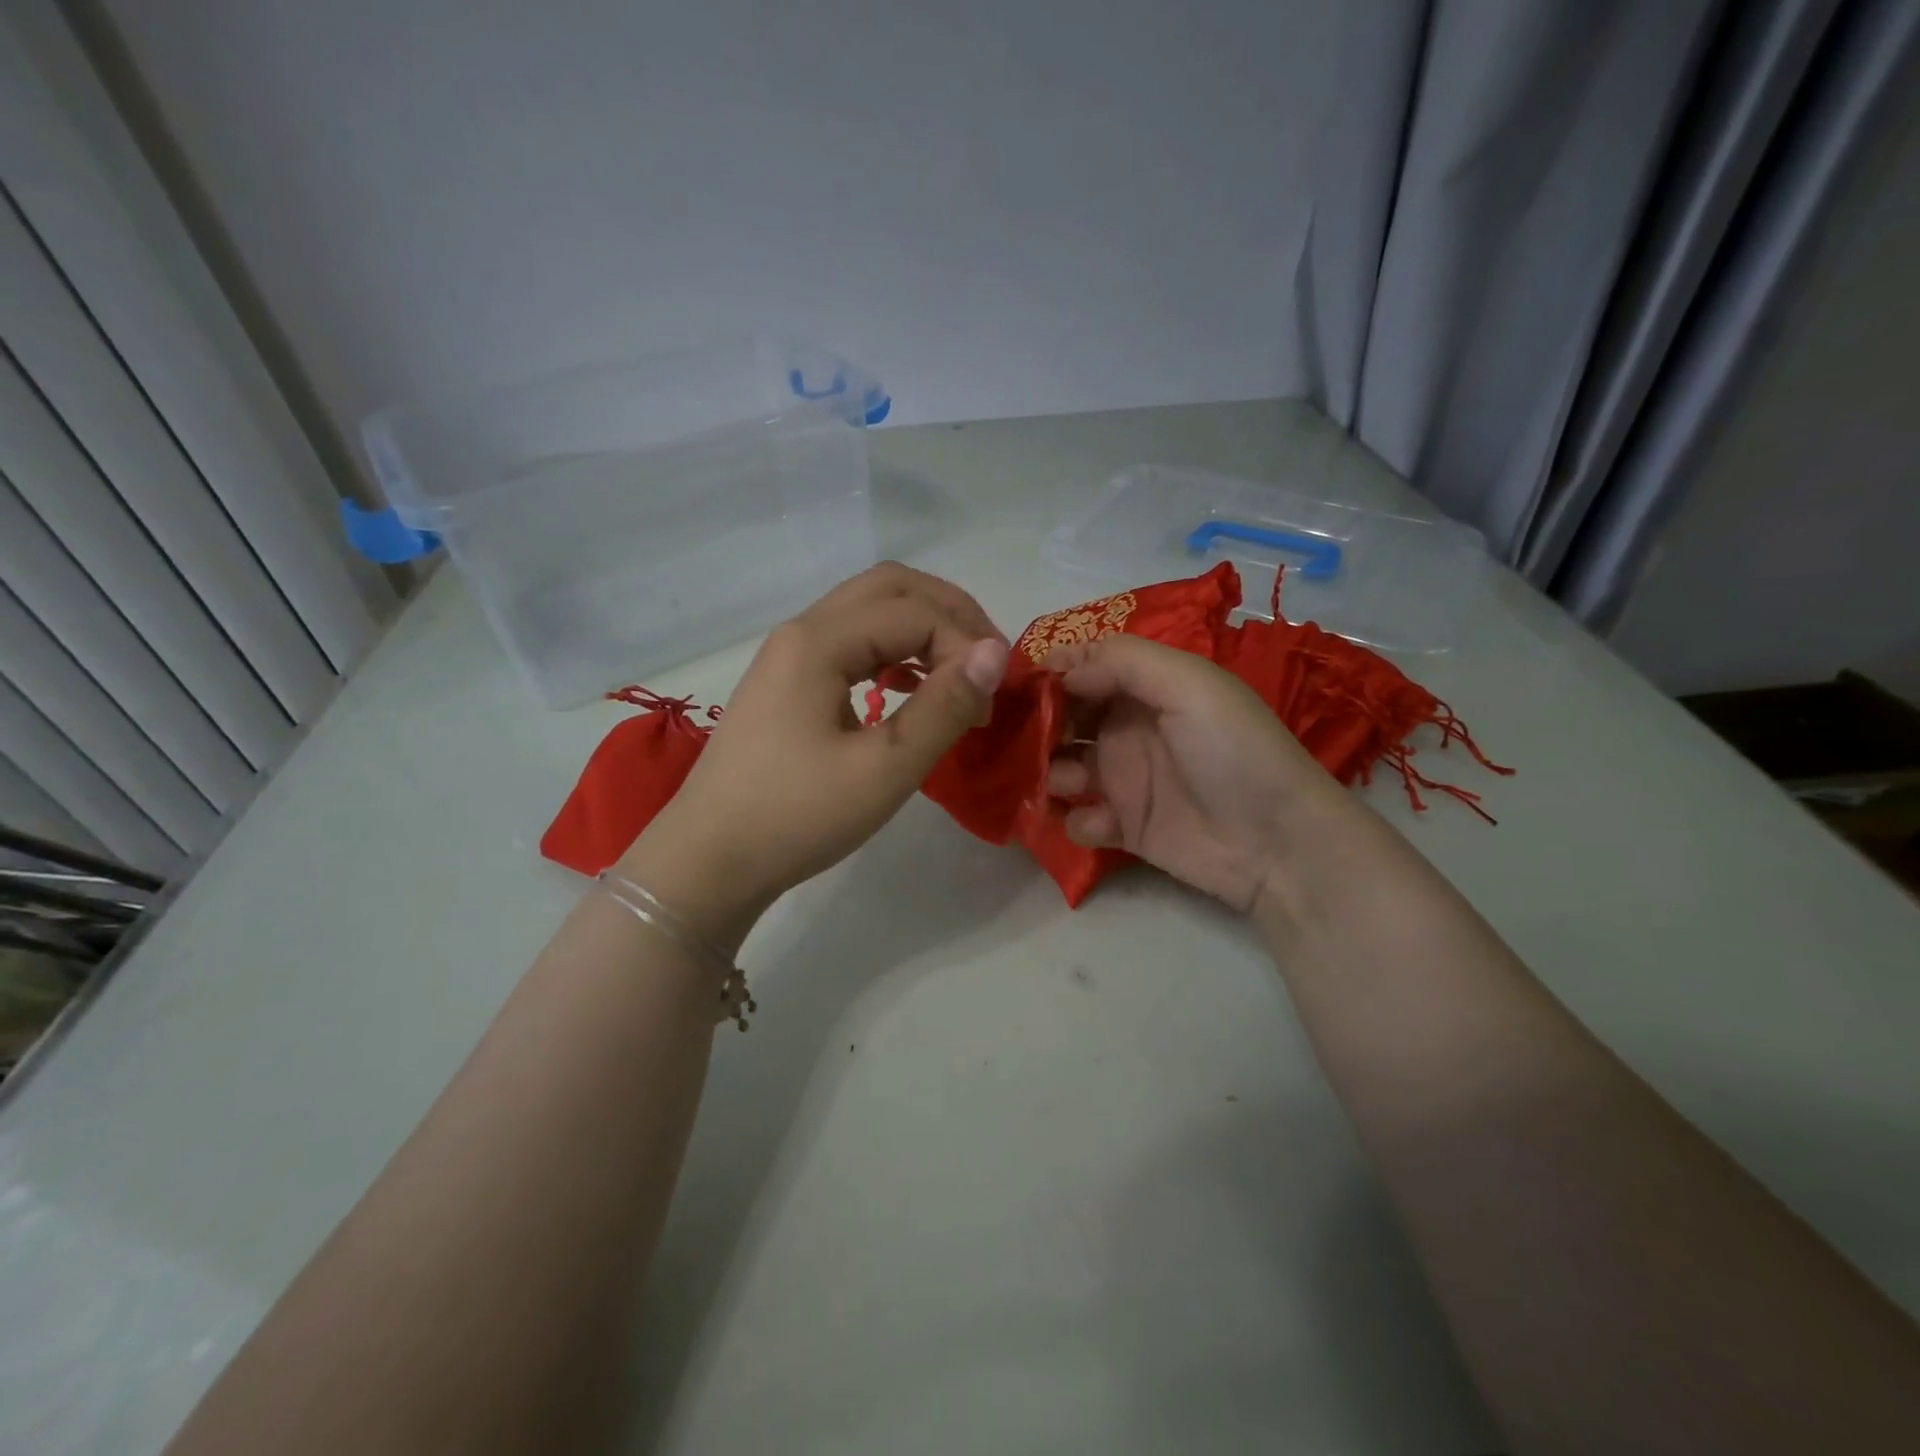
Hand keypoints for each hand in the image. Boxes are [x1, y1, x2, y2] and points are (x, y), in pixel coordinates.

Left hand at [622, 564, 1008, 943]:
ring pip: (869, 613)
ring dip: (922, 631)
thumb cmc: (797, 817)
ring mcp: (790, 656)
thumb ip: (944, 706)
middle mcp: (802, 632)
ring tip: (959, 677)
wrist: (709, 861)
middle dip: (950, 614)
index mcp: (820, 641)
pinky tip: (911, 689)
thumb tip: (996, 653)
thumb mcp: (884, 767)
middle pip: (890, 588)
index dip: (967, 645)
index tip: (993, 700)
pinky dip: (893, 654)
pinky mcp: (787, 685)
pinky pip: (851, 645)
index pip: (916, 612)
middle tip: (988, 662)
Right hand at [1044, 635, 1351, 913]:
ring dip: (1054, 773)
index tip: (1021, 685)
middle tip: (1029, 739)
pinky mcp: (1124, 828)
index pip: (1086, 669)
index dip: (1052, 673)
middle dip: (1042, 726)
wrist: (1276, 843)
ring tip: (1072, 783)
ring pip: (1063, 768)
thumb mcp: (1188, 684)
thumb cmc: (1232, 751)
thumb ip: (1122, 662)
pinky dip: (1081, 820)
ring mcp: (1124, 781)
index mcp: (1146, 689)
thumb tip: (1059, 664)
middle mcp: (1128, 729)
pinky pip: (1081, 819)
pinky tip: (1105, 824)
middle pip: (1065, 719)